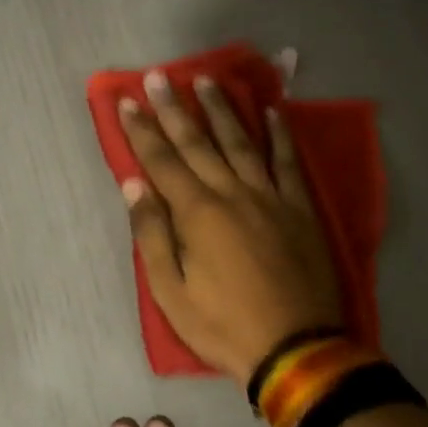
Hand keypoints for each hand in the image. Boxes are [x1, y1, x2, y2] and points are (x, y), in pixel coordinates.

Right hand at [119, 71, 343, 385]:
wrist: (297, 350)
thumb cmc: (223, 325)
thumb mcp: (171, 292)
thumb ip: (151, 234)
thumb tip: (134, 184)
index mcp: (197, 213)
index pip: (162, 161)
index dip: (141, 129)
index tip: (127, 100)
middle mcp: (233, 193)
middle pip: (198, 142)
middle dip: (174, 108)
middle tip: (159, 76)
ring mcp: (270, 198)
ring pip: (242, 142)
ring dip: (222, 109)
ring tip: (206, 79)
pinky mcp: (300, 209)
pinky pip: (288, 162)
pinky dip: (279, 134)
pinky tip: (271, 111)